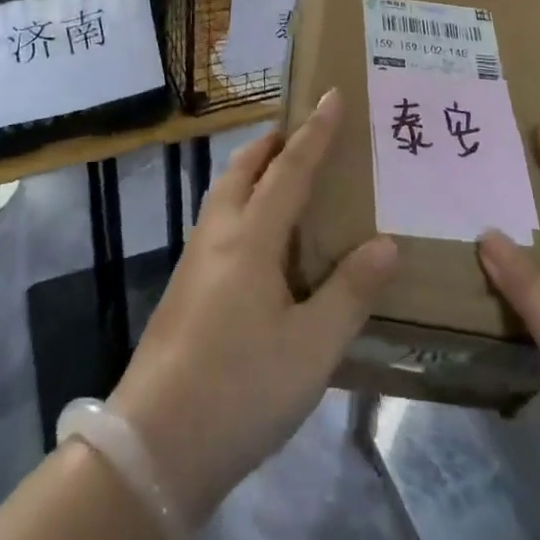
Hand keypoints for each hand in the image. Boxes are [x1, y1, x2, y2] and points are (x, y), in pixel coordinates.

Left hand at [109, 89, 396, 524]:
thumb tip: (385, 243)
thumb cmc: (241, 388)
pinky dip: (242, 203)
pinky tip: (258, 239)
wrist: (154, 445)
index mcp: (251, 237)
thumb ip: (350, 292)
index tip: (331, 94)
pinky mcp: (183, 289)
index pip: (290, 168)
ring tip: (281, 174)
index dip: (315, 132)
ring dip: (253, 170)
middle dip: (273, 142)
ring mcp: (194, 261)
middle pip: (244, 168)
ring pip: (224, 193)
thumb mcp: (312, 347)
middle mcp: (218, 234)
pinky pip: (217, 221)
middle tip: (302, 130)